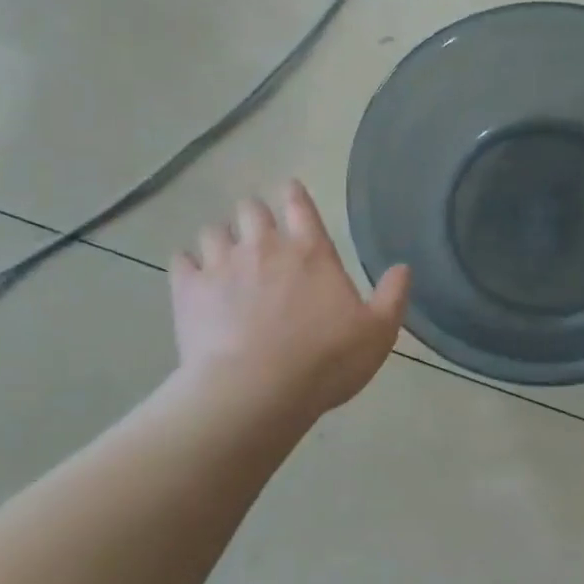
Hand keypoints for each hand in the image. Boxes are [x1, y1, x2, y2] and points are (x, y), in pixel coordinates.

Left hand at [170, 181, 410, 419]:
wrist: (256, 392)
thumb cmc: (325, 361)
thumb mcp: (378, 333)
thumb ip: (392, 296)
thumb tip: (403, 267)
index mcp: (311, 252)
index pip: (300, 205)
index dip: (294, 195)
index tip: (290, 192)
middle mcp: (264, 247)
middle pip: (251, 209)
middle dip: (254, 215)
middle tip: (258, 232)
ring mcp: (222, 266)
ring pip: (213, 231)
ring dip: (220, 238)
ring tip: (224, 255)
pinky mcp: (188, 291)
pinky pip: (180, 261)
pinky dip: (187, 264)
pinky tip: (192, 276)